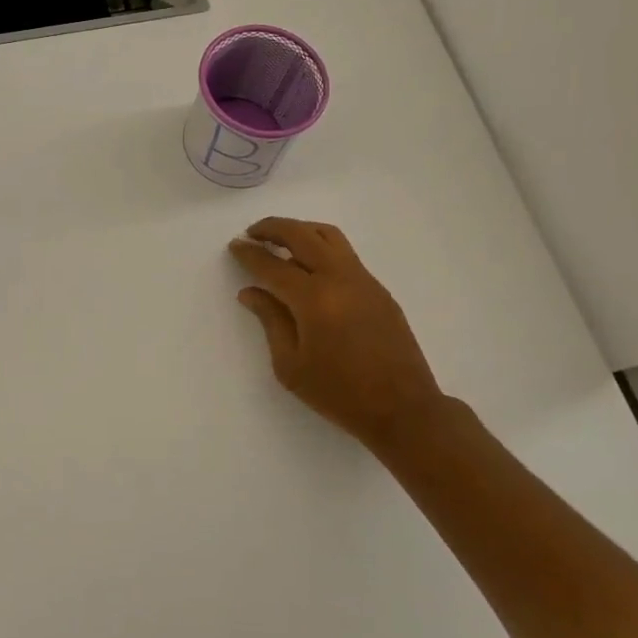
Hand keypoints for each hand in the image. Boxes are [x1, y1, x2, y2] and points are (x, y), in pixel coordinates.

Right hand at [229, 217, 452, 454]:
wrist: (403, 409)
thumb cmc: (339, 393)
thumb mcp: (290, 365)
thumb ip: (270, 320)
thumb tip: (251, 291)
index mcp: (314, 299)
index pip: (273, 265)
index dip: (250, 254)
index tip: (234, 245)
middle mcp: (339, 278)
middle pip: (302, 235)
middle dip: (273, 228)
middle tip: (252, 233)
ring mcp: (363, 280)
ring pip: (329, 236)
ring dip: (300, 231)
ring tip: (281, 241)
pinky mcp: (378, 289)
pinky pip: (344, 254)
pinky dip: (320, 248)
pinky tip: (309, 268)